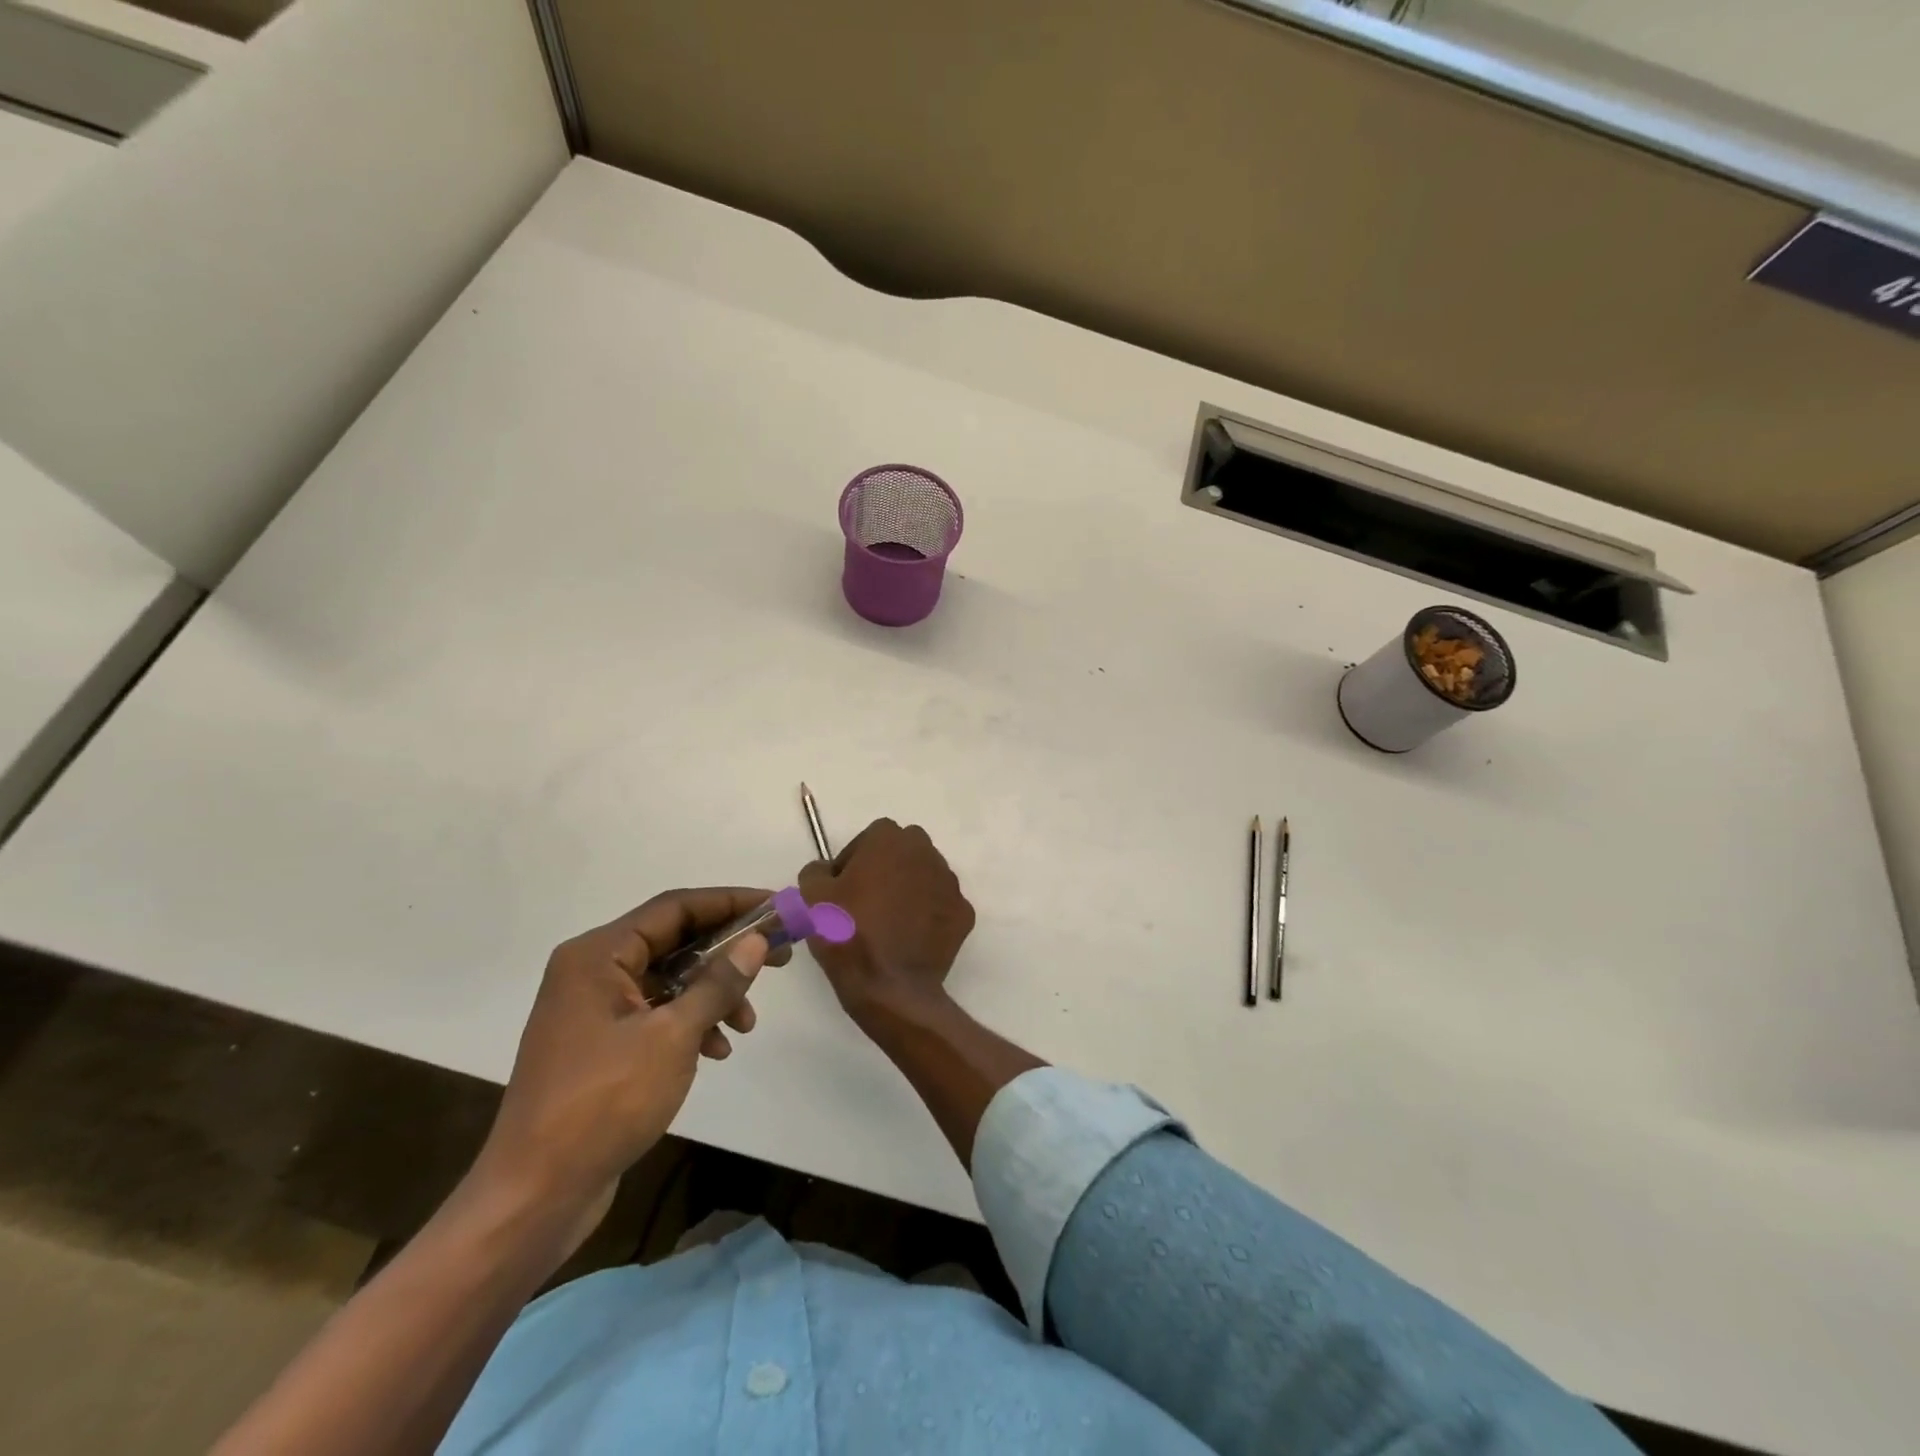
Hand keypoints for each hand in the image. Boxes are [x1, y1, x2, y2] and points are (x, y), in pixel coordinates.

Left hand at [472, 888, 779, 1247]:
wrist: (534, 1197)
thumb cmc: (602, 1104)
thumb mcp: (672, 1037)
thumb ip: (718, 984)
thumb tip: (757, 940)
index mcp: (598, 955)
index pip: (675, 908)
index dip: (730, 902)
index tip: (777, 907)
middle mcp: (592, 971)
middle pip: (674, 940)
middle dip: (728, 951)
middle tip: (779, 957)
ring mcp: (593, 1009)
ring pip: (669, 979)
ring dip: (713, 994)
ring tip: (747, 1023)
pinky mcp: (600, 1044)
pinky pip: (656, 1012)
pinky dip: (691, 1022)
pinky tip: (717, 1049)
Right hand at [799, 819, 974, 1024]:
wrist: (888, 986)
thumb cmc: (847, 933)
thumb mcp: (811, 896)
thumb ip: (816, 870)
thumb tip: (827, 871)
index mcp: (890, 839)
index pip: (869, 839)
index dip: (853, 862)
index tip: (843, 889)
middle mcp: (926, 852)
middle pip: (902, 854)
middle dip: (886, 870)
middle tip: (865, 903)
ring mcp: (950, 883)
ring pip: (925, 878)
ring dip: (909, 891)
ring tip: (888, 924)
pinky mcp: (964, 913)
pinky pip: (940, 907)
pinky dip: (928, 917)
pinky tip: (910, 939)